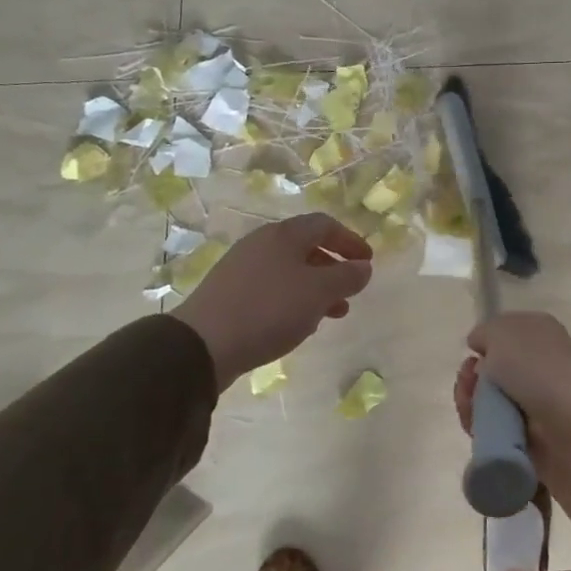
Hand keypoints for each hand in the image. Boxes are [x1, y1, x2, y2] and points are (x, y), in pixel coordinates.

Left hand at [172, 214, 372, 388]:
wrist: (202, 344)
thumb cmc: (269, 310)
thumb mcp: (319, 292)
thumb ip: (347, 277)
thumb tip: (364, 267)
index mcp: (283, 235)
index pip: (325, 225)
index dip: (350, 241)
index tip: (367, 262)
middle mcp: (261, 244)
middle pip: (306, 247)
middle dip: (333, 268)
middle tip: (351, 290)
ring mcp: (241, 268)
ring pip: (289, 271)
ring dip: (315, 288)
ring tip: (331, 314)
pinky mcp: (229, 294)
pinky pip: (271, 289)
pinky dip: (293, 300)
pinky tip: (298, 324)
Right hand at [454, 311, 570, 520]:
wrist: (566, 424)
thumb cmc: (535, 367)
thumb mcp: (502, 332)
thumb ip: (485, 332)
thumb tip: (480, 346)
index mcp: (539, 332)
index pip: (504, 334)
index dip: (485, 342)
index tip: (473, 350)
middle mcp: (536, 364)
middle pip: (489, 369)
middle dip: (471, 375)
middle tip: (469, 380)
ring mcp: (529, 400)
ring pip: (484, 398)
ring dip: (470, 400)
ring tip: (471, 404)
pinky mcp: (522, 432)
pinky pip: (489, 425)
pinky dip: (477, 423)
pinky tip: (475, 422)